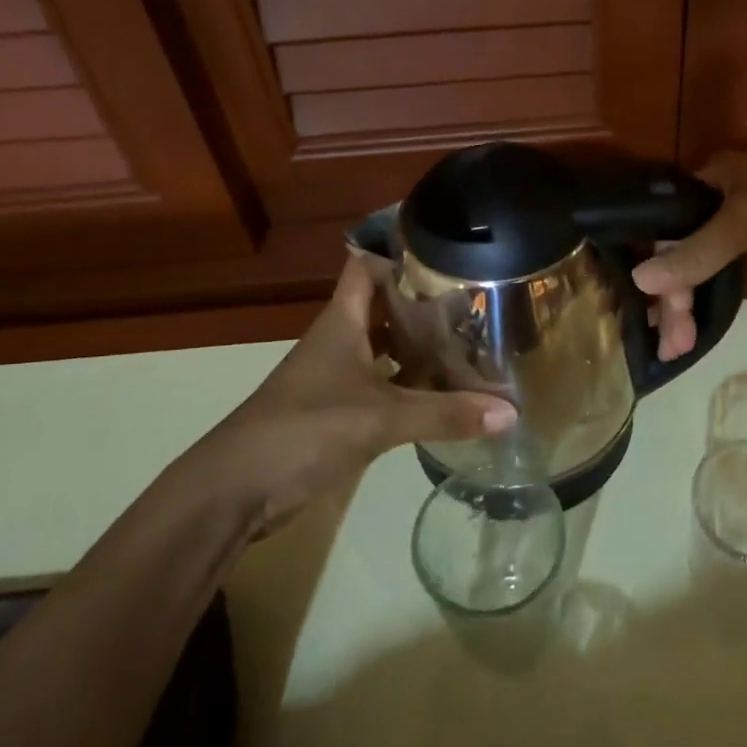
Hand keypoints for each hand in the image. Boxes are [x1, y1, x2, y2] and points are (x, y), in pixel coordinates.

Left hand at [204, 256, 515, 516]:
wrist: (235, 491)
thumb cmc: (304, 430)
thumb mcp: (380, 419)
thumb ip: (444, 414)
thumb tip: (510, 412)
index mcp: (342, 323)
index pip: (367, 268)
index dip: (400, 256)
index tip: (448, 257)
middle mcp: (340, 342)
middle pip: (384, 309)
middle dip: (425, 307)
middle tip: (476, 307)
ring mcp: (337, 378)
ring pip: (385, 351)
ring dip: (420, 350)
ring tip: (471, 347)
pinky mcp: (338, 413)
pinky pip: (383, 388)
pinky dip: (411, 388)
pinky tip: (443, 396)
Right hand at [633, 152, 746, 359]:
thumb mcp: (744, 221)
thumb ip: (694, 252)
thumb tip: (640, 280)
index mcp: (714, 179)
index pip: (665, 218)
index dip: (651, 256)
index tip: (642, 298)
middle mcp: (719, 205)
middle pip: (679, 250)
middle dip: (671, 294)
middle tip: (669, 339)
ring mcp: (739, 236)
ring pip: (697, 270)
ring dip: (683, 305)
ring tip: (676, 346)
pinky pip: (722, 282)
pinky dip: (706, 305)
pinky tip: (689, 332)